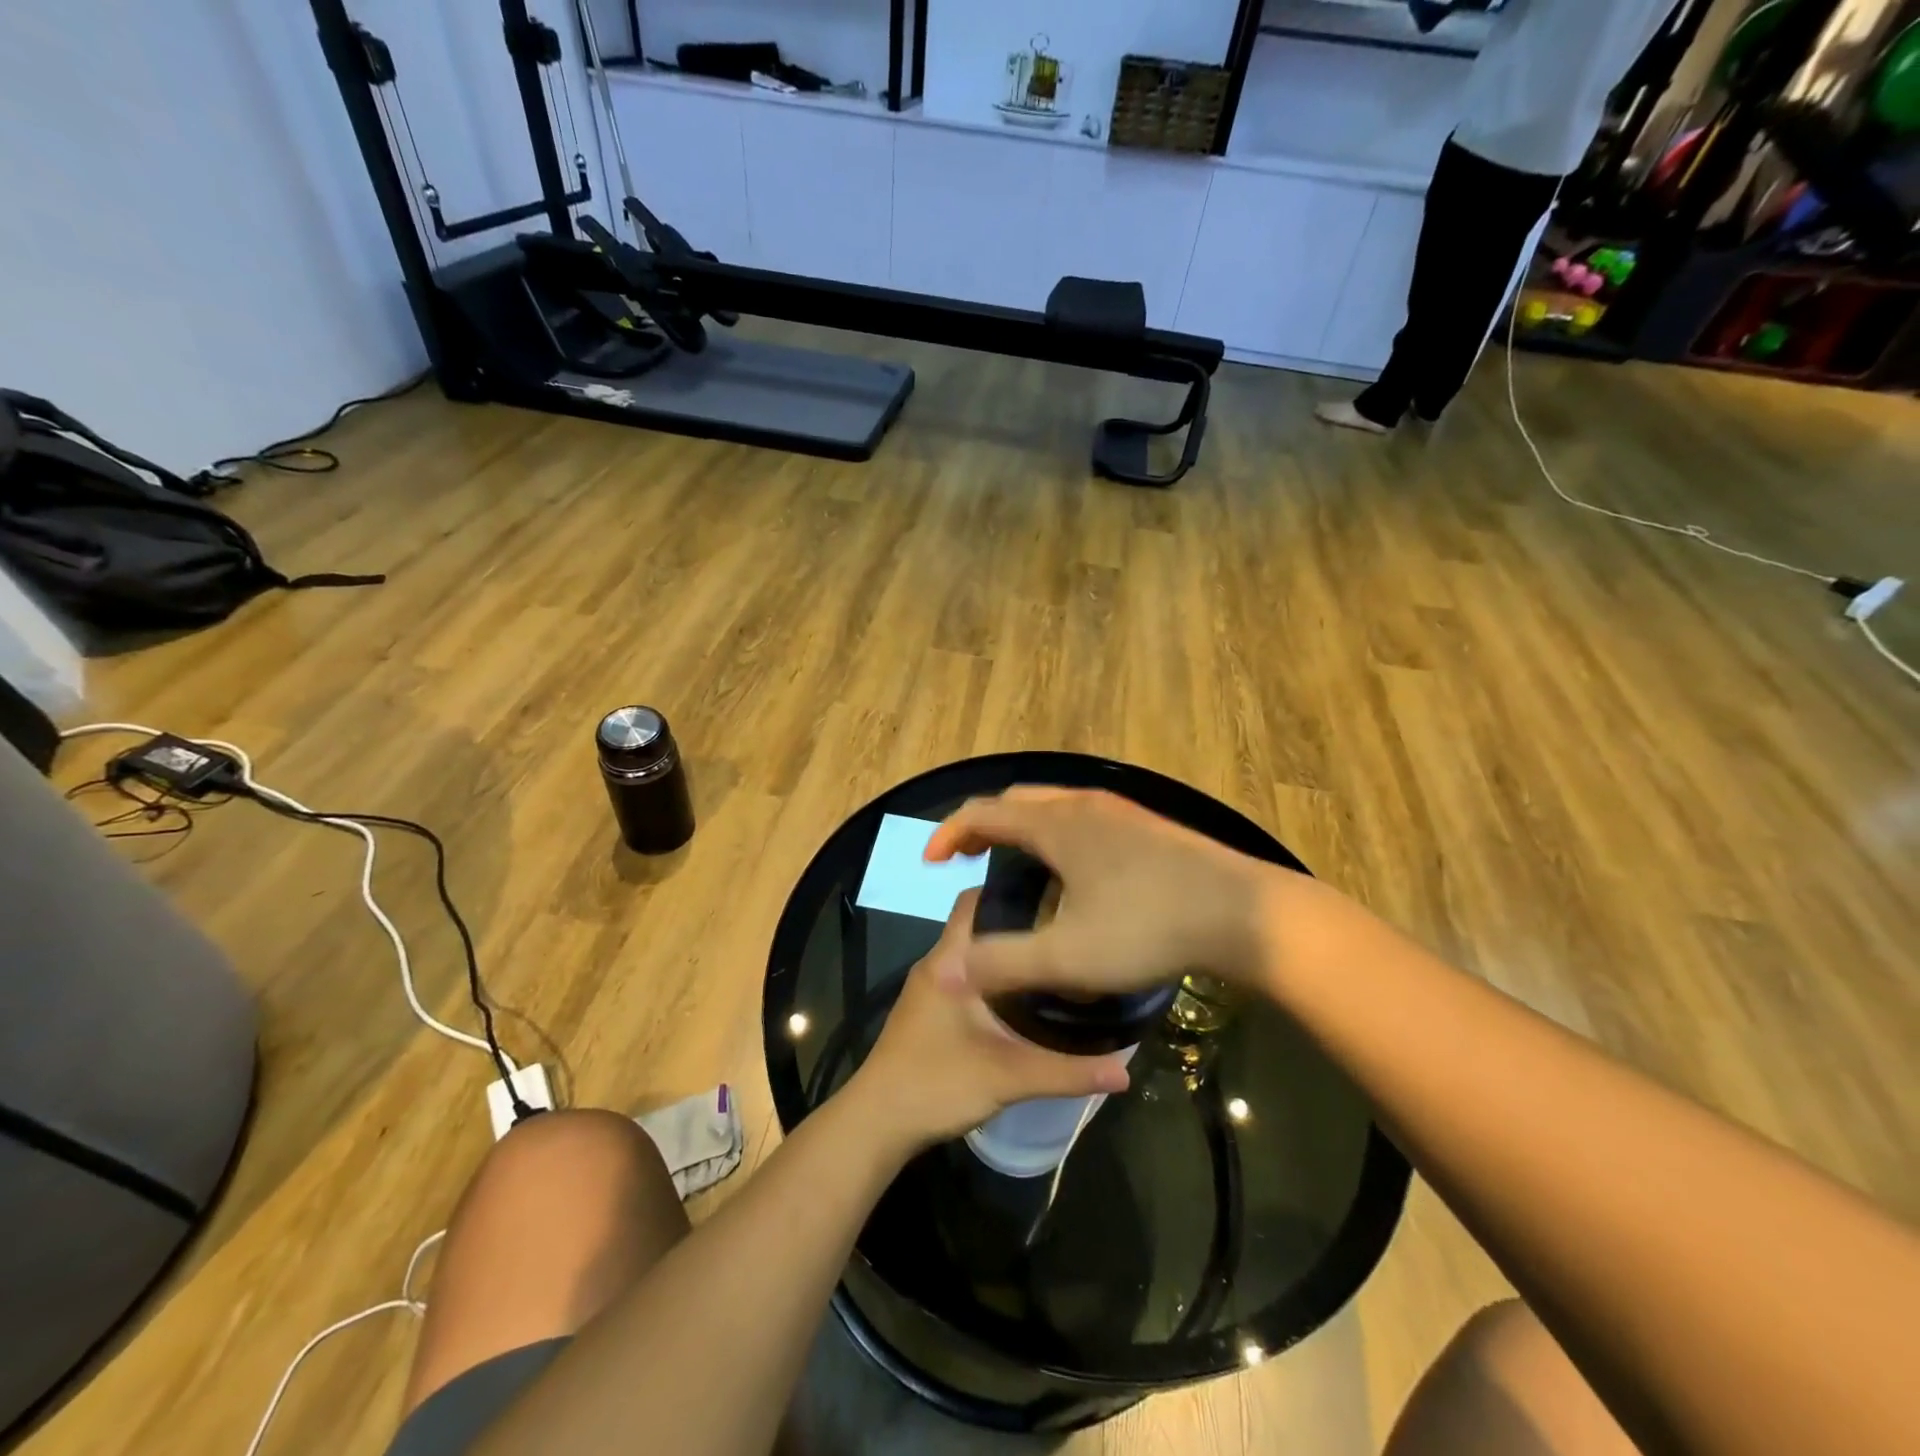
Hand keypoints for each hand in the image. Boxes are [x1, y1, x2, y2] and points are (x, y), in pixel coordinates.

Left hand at [848, 892, 1130, 1151]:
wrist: (877, 1124)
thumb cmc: (936, 1085)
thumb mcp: (1008, 1077)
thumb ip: (1067, 1072)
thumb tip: (1126, 1071)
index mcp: (949, 961)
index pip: (976, 901)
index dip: (1012, 890)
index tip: (1055, 893)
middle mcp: (937, 964)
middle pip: (978, 925)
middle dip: (1018, 922)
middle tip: (1066, 927)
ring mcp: (930, 988)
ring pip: (973, 953)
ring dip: (1006, 953)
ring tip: (1054, 956)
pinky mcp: (929, 1011)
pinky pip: (966, 976)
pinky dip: (994, 977)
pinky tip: (1025, 997)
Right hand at [924, 787, 1287, 999]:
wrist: (1247, 913)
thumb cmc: (1149, 927)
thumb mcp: (1068, 957)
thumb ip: (1002, 963)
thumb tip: (946, 973)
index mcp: (1056, 824)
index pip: (982, 812)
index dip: (947, 834)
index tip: (930, 864)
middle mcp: (1084, 804)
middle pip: (1016, 802)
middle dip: (983, 827)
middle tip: (967, 861)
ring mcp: (1120, 811)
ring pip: (1053, 807)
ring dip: (1022, 830)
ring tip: (1016, 869)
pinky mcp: (1148, 826)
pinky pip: (1083, 818)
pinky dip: (1056, 835)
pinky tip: (1073, 875)